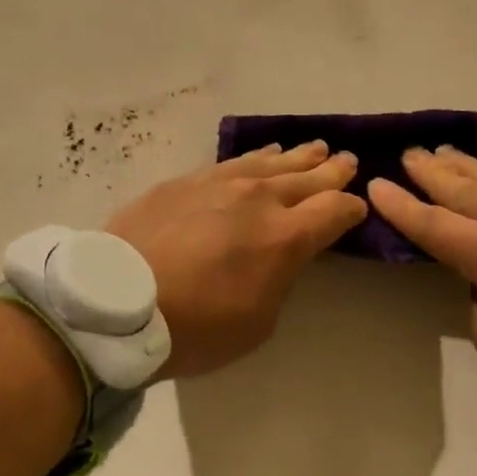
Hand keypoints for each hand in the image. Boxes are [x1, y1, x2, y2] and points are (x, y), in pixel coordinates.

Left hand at [109, 141, 366, 379]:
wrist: (119, 300)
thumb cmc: (195, 326)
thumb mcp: (257, 322)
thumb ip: (278, 278)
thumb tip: (279, 253)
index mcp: (285, 237)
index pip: (335, 210)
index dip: (351, 208)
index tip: (357, 208)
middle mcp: (258, 199)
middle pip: (307, 177)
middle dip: (331, 171)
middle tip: (346, 160)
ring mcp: (220, 183)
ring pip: (270, 162)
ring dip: (297, 157)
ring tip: (313, 149)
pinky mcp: (186, 181)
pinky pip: (232, 162)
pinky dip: (255, 158)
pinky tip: (261, 155)